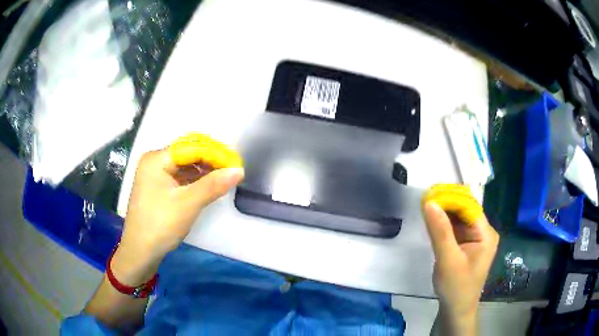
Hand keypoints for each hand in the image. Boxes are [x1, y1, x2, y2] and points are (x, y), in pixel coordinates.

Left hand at [113, 148, 243, 284]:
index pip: (191, 147)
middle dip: (211, 160)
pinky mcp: (158, 188)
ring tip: (225, 177)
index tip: (236, 164)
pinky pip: (180, 177)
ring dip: (204, 170)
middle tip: (233, 170)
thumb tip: (239, 170)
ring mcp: (155, 175)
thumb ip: (213, 185)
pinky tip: (209, 185)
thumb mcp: (188, 204)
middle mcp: (154, 162)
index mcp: (156, 159)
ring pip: (185, 166)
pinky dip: (195, 180)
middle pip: (187, 154)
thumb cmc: (160, 225)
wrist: (140, 252)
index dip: (215, 153)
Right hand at [423, 201, 498, 334]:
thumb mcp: (448, 260)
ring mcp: (476, 238)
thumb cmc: (456, 288)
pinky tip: (433, 221)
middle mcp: (483, 231)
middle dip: (447, 204)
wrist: (456, 310)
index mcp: (486, 234)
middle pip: (465, 209)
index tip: (429, 195)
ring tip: (426, 207)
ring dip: (444, 212)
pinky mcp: (467, 244)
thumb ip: (440, 231)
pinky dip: (444, 223)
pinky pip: (455, 228)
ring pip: (459, 217)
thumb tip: (429, 203)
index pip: (469, 207)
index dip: (451, 198)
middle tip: (425, 200)